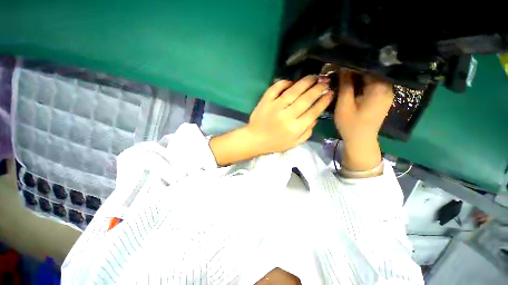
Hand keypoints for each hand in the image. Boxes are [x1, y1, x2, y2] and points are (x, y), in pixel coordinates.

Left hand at [246, 75, 332, 153]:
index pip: (313, 112)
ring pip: (293, 91)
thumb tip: (315, 118)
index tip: (330, 93)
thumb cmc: (275, 143)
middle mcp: (287, 116)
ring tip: (314, 77)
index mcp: (295, 128)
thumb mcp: (294, 143)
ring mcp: (275, 107)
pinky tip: (291, 81)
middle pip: (306, 99)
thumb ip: (307, 133)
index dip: (323, 101)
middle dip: (318, 89)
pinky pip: (275, 88)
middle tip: (325, 82)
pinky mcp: (265, 101)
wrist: (255, 139)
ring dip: (305, 82)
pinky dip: (283, 83)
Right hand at [334, 72, 393, 170]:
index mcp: (379, 89)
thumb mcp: (344, 105)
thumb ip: (345, 86)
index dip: (354, 64)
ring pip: (374, 78)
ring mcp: (387, 94)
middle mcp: (387, 89)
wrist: (361, 140)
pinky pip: (374, 85)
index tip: (341, 63)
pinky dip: (364, 82)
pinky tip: (353, 84)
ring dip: (360, 76)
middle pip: (373, 72)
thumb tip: (343, 68)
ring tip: (345, 75)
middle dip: (357, 69)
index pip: (369, 68)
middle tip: (341, 69)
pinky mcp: (383, 99)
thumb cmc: (351, 125)